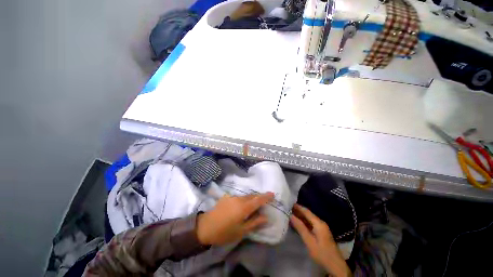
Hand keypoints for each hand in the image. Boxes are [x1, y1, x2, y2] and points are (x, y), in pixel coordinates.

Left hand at [196, 192, 273, 245]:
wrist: (205, 227)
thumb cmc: (225, 232)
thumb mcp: (241, 231)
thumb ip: (254, 222)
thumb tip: (266, 217)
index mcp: (244, 207)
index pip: (258, 200)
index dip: (266, 196)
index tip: (273, 194)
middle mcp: (239, 199)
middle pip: (252, 196)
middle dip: (259, 197)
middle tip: (264, 202)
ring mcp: (232, 197)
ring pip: (245, 196)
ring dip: (251, 199)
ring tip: (253, 205)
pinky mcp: (226, 197)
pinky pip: (238, 197)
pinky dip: (243, 200)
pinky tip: (241, 206)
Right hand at [290, 204, 350, 276]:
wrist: (335, 266)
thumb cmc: (321, 253)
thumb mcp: (309, 241)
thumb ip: (300, 227)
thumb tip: (291, 215)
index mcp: (318, 223)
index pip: (306, 211)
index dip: (298, 207)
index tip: (289, 203)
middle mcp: (320, 223)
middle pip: (308, 214)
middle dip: (298, 211)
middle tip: (288, 209)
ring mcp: (322, 228)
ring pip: (309, 219)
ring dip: (300, 217)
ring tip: (290, 215)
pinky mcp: (321, 233)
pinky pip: (311, 224)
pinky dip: (304, 223)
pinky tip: (298, 224)